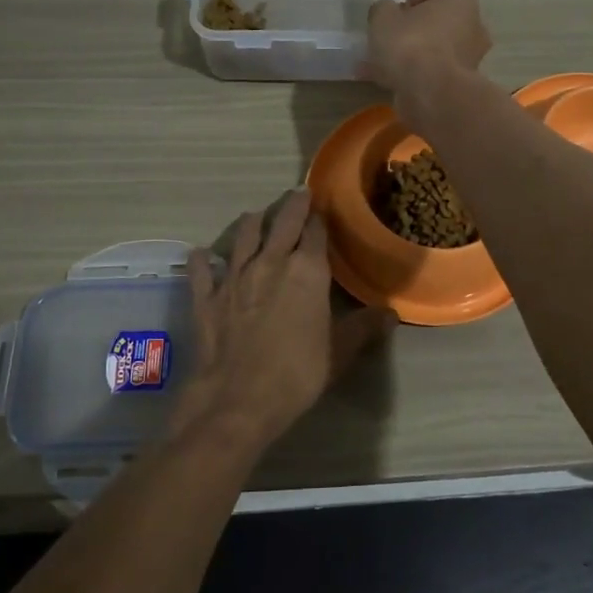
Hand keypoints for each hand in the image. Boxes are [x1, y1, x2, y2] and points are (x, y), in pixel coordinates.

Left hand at [170, 191, 394, 450]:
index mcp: (307, 270)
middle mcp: (270, 262)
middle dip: (291, 206)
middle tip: (296, 194)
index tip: (322, 208)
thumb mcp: (341, 352)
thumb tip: (391, 313)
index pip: (315, 231)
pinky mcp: (206, 297)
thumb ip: (364, 327)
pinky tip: (202, 254)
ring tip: (255, 216)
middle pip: (281, 223)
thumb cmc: (298, 373)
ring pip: (242, 237)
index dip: (319, 218)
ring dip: (251, 224)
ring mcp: (234, 277)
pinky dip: (203, 260)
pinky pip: (202, 270)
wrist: (239, 399)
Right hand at [364, 0, 491, 124]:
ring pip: (434, 52)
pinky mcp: (463, 84)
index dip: (405, 6)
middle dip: (411, 33)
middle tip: (386, 45)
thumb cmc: (410, 44)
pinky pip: (434, 74)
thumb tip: (387, 13)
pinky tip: (392, 84)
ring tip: (383, 69)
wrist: (430, 93)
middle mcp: (474, 26)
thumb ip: (383, 9)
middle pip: (435, 25)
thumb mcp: (383, 16)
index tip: (388, 21)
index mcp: (460, 0)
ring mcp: (472, 58)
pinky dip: (416, 77)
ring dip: (412, 58)